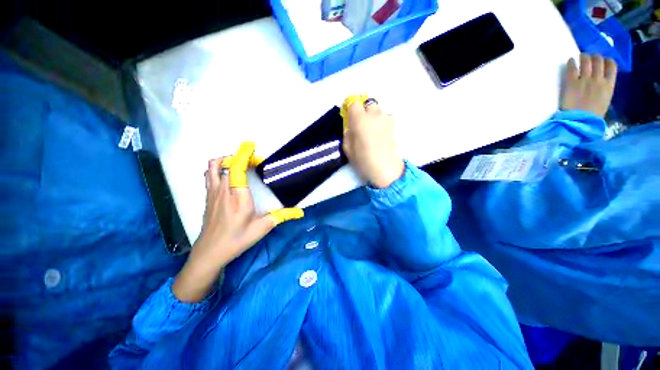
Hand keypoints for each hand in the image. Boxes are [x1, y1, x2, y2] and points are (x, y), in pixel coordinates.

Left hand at [172, 142, 302, 301]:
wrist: (210, 252)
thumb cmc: (237, 240)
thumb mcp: (262, 228)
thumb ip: (281, 216)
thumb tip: (300, 212)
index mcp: (238, 197)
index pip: (237, 169)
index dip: (243, 155)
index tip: (251, 147)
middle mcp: (223, 191)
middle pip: (225, 163)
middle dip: (240, 157)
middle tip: (254, 162)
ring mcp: (212, 193)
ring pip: (212, 167)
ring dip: (225, 160)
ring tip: (239, 163)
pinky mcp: (207, 197)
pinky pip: (209, 175)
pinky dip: (218, 168)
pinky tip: (228, 176)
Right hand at [341, 96, 404, 187]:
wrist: (385, 168)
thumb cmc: (363, 160)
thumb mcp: (347, 148)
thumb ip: (347, 133)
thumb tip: (351, 127)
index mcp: (360, 119)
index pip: (354, 104)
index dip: (351, 111)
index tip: (350, 120)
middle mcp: (374, 115)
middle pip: (368, 104)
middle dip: (363, 112)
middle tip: (361, 125)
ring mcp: (386, 119)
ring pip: (378, 111)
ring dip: (373, 117)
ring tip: (372, 131)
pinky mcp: (394, 126)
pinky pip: (386, 118)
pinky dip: (382, 123)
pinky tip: (381, 134)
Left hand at [561, 53, 616, 117]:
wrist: (580, 122)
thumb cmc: (593, 115)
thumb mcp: (605, 100)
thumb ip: (605, 88)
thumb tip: (602, 80)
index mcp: (609, 85)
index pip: (612, 65)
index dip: (606, 60)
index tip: (601, 60)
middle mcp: (598, 79)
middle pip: (598, 60)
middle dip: (594, 57)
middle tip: (589, 58)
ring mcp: (584, 80)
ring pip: (586, 60)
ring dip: (583, 56)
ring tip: (579, 57)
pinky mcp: (571, 83)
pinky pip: (572, 68)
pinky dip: (571, 62)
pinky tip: (570, 61)